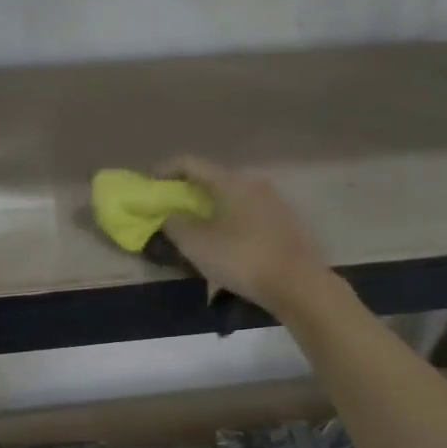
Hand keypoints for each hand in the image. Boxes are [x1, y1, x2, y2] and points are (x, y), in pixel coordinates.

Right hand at [155, 156, 330, 314]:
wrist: (297, 284)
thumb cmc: (241, 258)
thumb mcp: (197, 244)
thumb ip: (175, 224)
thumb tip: (171, 215)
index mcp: (230, 182)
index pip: (191, 163)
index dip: (165, 170)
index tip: (149, 184)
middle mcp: (254, 184)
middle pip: (213, 181)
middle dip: (188, 193)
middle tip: (170, 210)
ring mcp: (274, 203)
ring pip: (232, 199)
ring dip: (210, 210)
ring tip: (196, 230)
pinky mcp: (285, 224)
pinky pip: (247, 215)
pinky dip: (229, 222)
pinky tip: (224, 244)